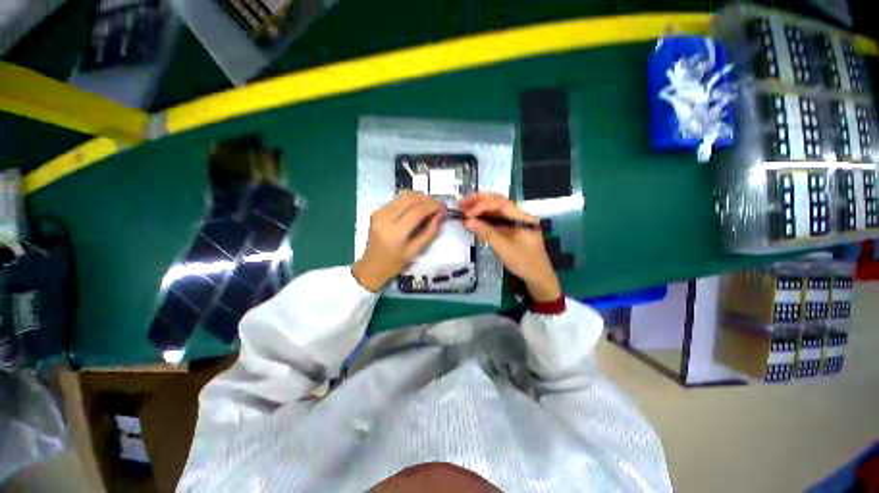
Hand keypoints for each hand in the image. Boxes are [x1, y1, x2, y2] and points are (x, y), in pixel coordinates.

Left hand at [353, 192, 445, 291]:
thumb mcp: (415, 251)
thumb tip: (440, 214)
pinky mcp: (378, 209)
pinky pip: (398, 200)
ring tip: (431, 206)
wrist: (372, 265)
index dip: (434, 206)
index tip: (445, 208)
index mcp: (395, 231)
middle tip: (439, 206)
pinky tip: (418, 208)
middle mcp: (386, 216)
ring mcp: (380, 211)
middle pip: (411, 199)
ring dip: (420, 198)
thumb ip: (430, 231)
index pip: (418, 210)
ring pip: (405, 196)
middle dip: (428, 200)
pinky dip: (411, 201)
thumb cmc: (394, 263)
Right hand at [459, 193, 560, 301]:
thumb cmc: (524, 263)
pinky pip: (497, 218)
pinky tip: (474, 218)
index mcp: (523, 218)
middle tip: (462, 203)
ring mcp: (516, 221)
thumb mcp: (504, 249)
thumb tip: (468, 221)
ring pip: (497, 208)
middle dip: (479, 200)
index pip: (501, 204)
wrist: (538, 277)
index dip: (482, 206)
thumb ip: (487, 233)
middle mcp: (520, 215)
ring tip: (464, 208)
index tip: (467, 214)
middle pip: (499, 201)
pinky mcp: (512, 227)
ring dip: (480, 207)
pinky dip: (484, 216)